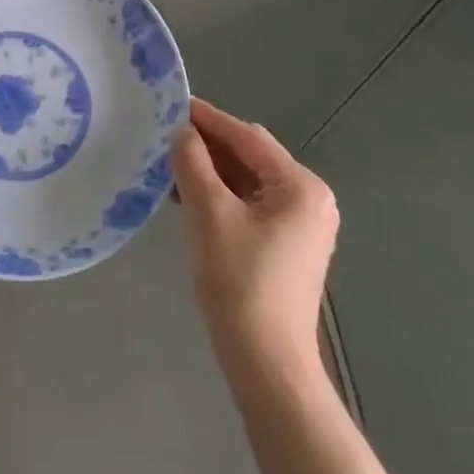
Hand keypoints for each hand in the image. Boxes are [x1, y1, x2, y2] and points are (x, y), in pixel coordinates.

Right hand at [170, 98, 339, 377]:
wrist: (268, 367)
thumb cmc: (241, 283)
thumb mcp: (210, 214)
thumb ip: (193, 163)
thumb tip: (181, 131)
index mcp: (300, 187)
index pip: (247, 137)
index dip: (208, 119)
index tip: (171, 106)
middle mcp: (309, 199)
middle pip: (250, 157)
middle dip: (207, 147)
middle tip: (164, 137)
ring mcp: (300, 225)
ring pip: (247, 181)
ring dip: (210, 172)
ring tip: (168, 167)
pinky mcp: (287, 246)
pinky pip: (250, 205)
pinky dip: (221, 196)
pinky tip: (187, 197)